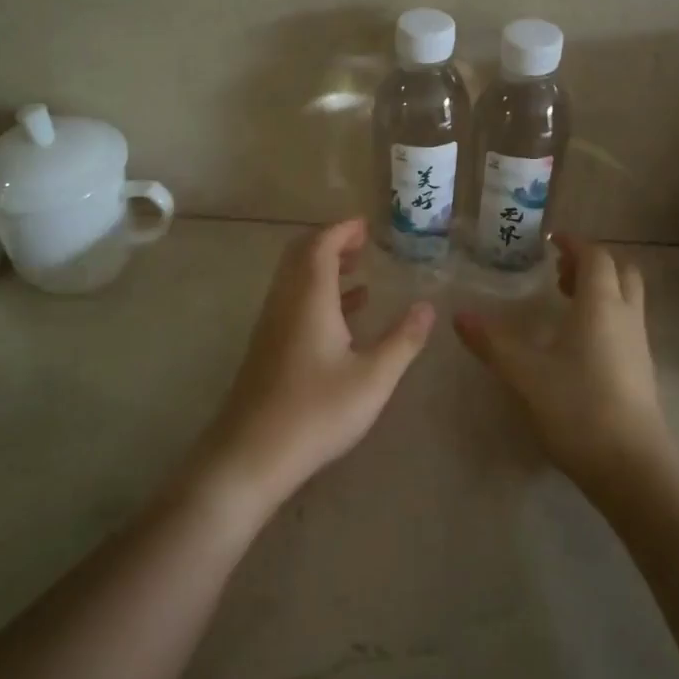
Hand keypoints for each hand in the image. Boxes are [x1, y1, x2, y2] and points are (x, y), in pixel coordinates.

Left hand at [193, 218, 434, 514]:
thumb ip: (402, 340)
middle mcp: (285, 302)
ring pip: (295, 280)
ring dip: (323, 267)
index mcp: (309, 299)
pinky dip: (318, 294)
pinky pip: (293, 302)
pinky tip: (344, 315)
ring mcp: (272, 325)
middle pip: (301, 255)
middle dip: (331, 242)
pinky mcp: (267, 347)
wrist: (251, 454)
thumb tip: (428, 307)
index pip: (321, 245)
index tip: (366, 225)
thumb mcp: (372, 378)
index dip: (342, 230)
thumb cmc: (316, 412)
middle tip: (363, 243)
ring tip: (358, 270)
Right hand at [455, 237, 673, 498]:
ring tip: (564, 303)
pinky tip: (578, 343)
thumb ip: (492, 342)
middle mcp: (626, 317)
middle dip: (592, 263)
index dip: (574, 243)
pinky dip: (605, 316)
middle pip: (621, 272)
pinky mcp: (641, 371)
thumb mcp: (525, 373)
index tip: (550, 240)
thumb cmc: (577, 408)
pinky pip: (626, 325)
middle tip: (559, 270)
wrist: (631, 467)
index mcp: (601, 306)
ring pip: (626, 299)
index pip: (595, 257)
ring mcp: (639, 345)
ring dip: (600, 289)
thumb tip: (459, 315)